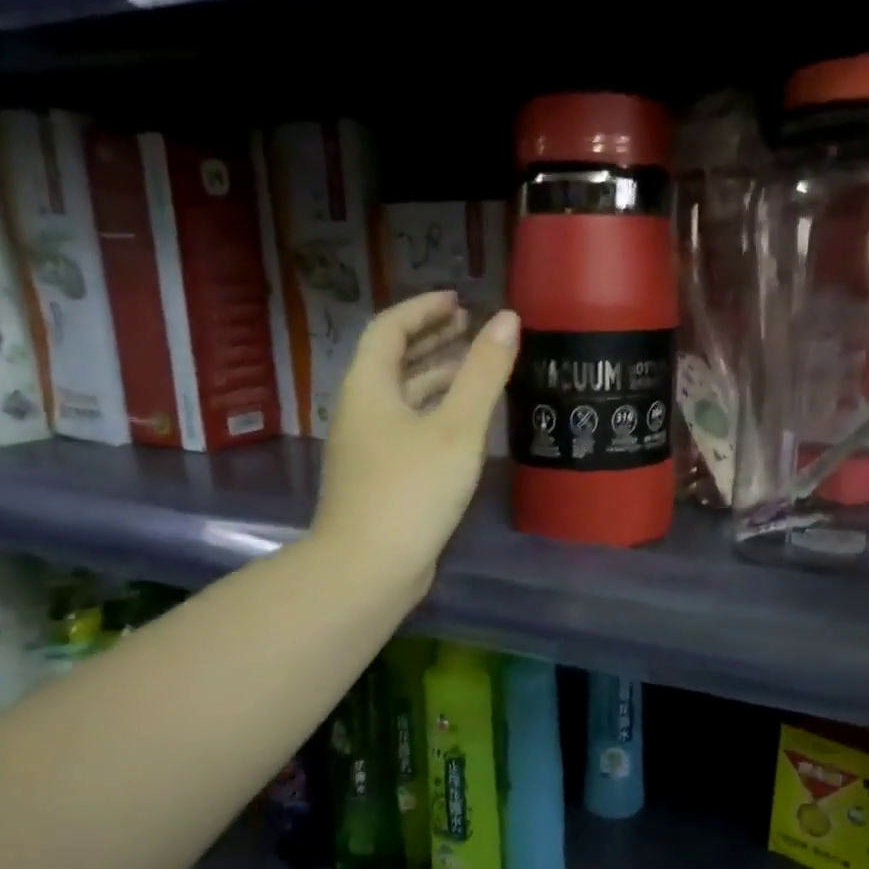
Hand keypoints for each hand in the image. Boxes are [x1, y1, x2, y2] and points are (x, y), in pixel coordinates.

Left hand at [312, 292, 519, 595]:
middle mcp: (361, 410)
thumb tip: (507, 319)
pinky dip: (435, 412)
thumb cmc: (412, 490)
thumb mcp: (456, 428)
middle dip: (431, 340)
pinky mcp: (380, 477)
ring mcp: (368, 447)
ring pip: (402, 398)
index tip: (458, 301)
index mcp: (369, 387)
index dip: (423, 309)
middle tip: (470, 329)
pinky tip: (463, 425)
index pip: (390, 329)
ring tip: (475, 370)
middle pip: (393, 361)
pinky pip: (408, 427)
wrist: (369, 567)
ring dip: (436, 377)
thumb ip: (483, 373)